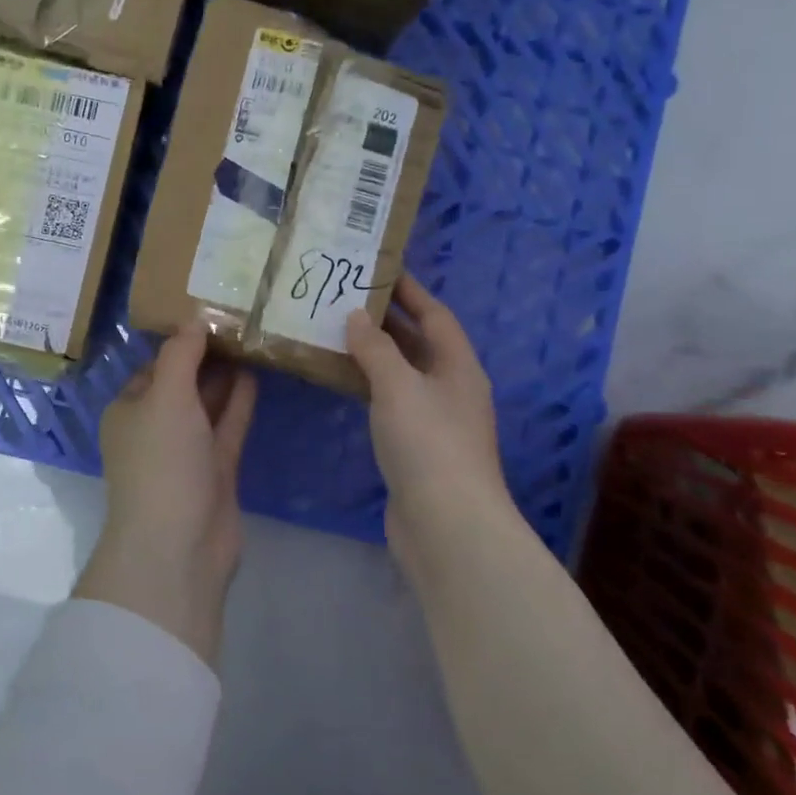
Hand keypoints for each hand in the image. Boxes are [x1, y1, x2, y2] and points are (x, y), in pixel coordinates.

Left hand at [78, 322, 256, 666]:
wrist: (179, 546)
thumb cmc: (162, 461)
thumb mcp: (165, 396)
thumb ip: (181, 355)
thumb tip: (195, 321)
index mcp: (129, 409)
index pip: (155, 365)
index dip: (181, 341)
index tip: (211, 313)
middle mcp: (154, 428)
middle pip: (182, 383)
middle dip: (206, 356)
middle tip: (240, 321)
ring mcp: (185, 452)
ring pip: (207, 405)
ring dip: (225, 377)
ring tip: (252, 340)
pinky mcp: (215, 471)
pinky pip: (227, 427)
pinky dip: (239, 403)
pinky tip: (256, 374)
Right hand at [346, 275, 509, 550]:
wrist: (446, 525)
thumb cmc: (428, 443)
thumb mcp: (398, 386)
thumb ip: (376, 348)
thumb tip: (357, 316)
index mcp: (458, 367)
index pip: (435, 315)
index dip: (410, 291)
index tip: (380, 269)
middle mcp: (452, 389)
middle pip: (420, 343)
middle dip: (388, 320)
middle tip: (347, 297)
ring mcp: (435, 421)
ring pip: (403, 374)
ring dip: (376, 353)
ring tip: (337, 331)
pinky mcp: (417, 448)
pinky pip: (391, 402)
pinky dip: (370, 386)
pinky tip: (344, 380)